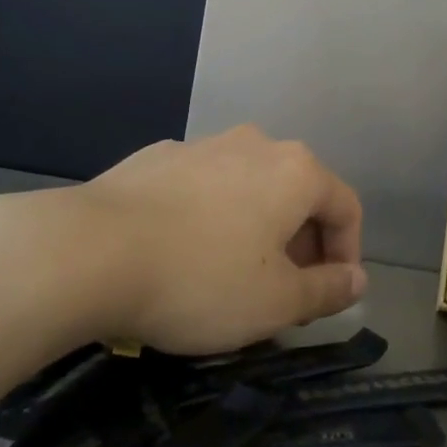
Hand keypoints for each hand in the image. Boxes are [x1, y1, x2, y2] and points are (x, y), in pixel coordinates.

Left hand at [59, 126, 366, 355]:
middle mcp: (256, 144)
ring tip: (232, 277)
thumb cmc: (201, 278)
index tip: (328, 299)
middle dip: (301, 246)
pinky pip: (203, 188)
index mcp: (296, 170)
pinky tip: (182, 253)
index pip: (345, 208)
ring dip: (256, 230)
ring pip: (249, 189)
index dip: (347, 256)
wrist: (89, 251)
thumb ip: (327, 290)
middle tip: (283, 296)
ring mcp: (203, 145)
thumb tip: (357, 281)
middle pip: (298, 194)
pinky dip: (210, 218)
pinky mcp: (158, 157)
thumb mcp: (276, 302)